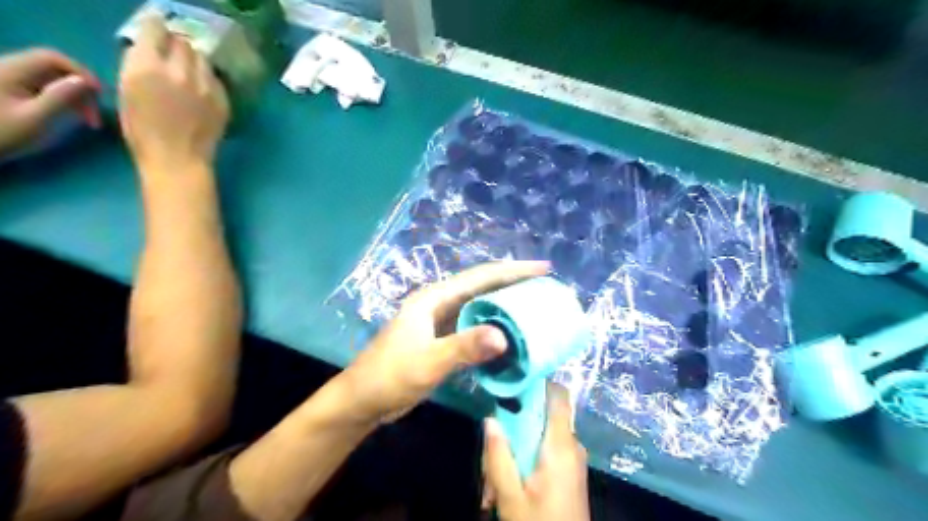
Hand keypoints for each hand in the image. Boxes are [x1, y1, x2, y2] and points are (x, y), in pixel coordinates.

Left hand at [0, 49, 100, 159]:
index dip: (81, 72)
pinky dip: (61, 98)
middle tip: (94, 116)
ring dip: (74, 95)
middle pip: (53, 68)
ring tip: (86, 120)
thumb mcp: (36, 118)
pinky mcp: (8, 89)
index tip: (100, 95)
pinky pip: (41, 86)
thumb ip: (60, 97)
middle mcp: (7, 68)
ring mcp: (6, 78)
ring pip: (50, 78)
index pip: (53, 57)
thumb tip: (86, 82)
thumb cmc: (2, 133)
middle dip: (80, 88)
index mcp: (11, 70)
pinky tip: (68, 115)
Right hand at [118, 12, 227, 172]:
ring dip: (194, 61)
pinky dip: (207, 79)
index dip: (155, 30)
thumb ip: (138, 65)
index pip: (154, 28)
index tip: (155, 36)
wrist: (179, 159)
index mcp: (147, 66)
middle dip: (176, 46)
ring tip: (189, 74)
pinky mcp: (223, 99)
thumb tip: (148, 50)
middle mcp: (179, 71)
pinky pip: (215, 79)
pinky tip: (201, 92)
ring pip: (202, 58)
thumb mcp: (126, 91)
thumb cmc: (143, 131)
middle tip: (172, 57)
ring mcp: (205, 86)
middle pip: (183, 42)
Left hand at [340, 263, 545, 424]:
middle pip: (483, 287)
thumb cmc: (390, 376)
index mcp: (435, 298)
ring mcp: (440, 322)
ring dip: (505, 305)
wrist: (363, 400)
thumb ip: (463, 347)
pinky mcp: (442, 339)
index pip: (480, 277)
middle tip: (545, 288)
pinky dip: (493, 328)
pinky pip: (474, 327)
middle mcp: (440, 304)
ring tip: (534, 307)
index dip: (513, 271)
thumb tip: (503, 336)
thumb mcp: (428, 362)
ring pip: (479, 307)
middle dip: (513, 284)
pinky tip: (510, 335)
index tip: (543, 269)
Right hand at [482, 382, 588, 520]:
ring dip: (516, 448)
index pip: (558, 396)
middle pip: (542, 416)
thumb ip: (499, 456)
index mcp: (561, 446)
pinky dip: (526, 459)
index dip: (538, 382)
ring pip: (540, 435)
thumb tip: (490, 418)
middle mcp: (571, 445)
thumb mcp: (511, 497)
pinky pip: (546, 451)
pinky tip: (506, 487)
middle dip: (515, 425)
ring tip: (493, 480)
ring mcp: (573, 459)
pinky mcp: (570, 471)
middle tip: (492, 446)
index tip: (512, 381)